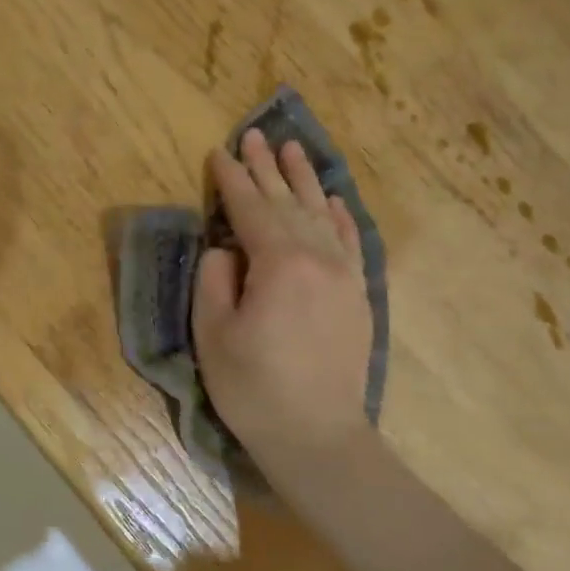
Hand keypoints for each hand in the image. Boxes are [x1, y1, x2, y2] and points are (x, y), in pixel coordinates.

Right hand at [194, 129, 377, 484]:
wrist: (318, 436)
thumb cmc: (254, 388)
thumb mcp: (213, 334)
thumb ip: (215, 279)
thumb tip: (227, 248)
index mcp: (279, 262)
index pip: (249, 208)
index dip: (232, 179)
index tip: (219, 152)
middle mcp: (317, 257)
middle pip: (287, 201)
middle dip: (266, 167)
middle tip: (254, 134)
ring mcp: (343, 274)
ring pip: (321, 214)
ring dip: (304, 180)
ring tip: (292, 148)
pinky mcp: (357, 294)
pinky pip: (351, 241)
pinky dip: (339, 216)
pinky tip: (332, 200)